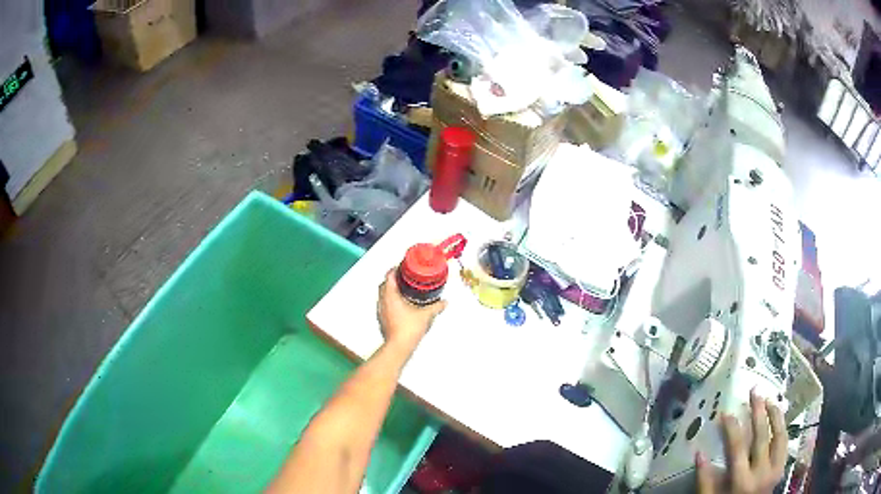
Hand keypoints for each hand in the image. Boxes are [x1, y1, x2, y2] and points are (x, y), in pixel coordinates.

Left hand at [377, 268, 446, 353]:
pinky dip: (390, 302)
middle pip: (384, 285)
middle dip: (392, 280)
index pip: (389, 277)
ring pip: (383, 296)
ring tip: (402, 291)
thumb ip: (435, 307)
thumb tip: (444, 302)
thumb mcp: (426, 315)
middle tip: (403, 278)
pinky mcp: (382, 320)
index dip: (394, 270)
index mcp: (390, 296)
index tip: (401, 267)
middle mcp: (383, 302)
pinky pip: (384, 306)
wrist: (399, 346)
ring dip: (390, 291)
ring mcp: (381, 311)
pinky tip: (400, 306)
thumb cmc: (409, 328)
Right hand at [696, 389, 787, 493]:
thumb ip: (705, 480)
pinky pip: (785, 444)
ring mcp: (775, 470)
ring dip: (775, 415)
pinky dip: (782, 428)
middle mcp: (762, 473)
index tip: (726, 413)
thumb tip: (699, 453)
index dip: (732, 429)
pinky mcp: (782, 468)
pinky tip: (778, 418)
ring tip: (769, 400)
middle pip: (762, 437)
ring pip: (779, 436)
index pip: (737, 449)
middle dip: (758, 412)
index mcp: (742, 482)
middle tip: (754, 392)